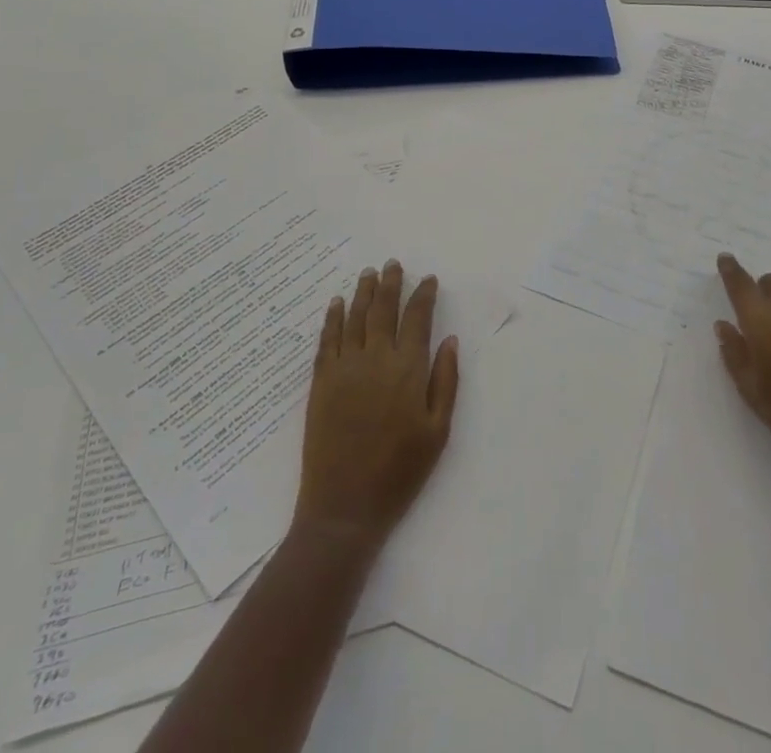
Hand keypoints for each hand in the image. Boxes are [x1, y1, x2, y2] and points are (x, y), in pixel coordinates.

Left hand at [293, 260, 458, 551]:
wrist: (345, 506)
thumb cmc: (400, 472)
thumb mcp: (438, 431)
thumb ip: (446, 381)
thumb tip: (449, 339)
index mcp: (408, 369)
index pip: (418, 319)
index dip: (424, 295)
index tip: (428, 279)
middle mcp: (376, 358)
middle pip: (383, 309)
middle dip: (390, 284)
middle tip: (392, 264)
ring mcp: (345, 368)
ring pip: (355, 317)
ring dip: (363, 292)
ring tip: (368, 273)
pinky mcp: (321, 381)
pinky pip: (327, 339)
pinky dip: (333, 317)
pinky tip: (336, 303)